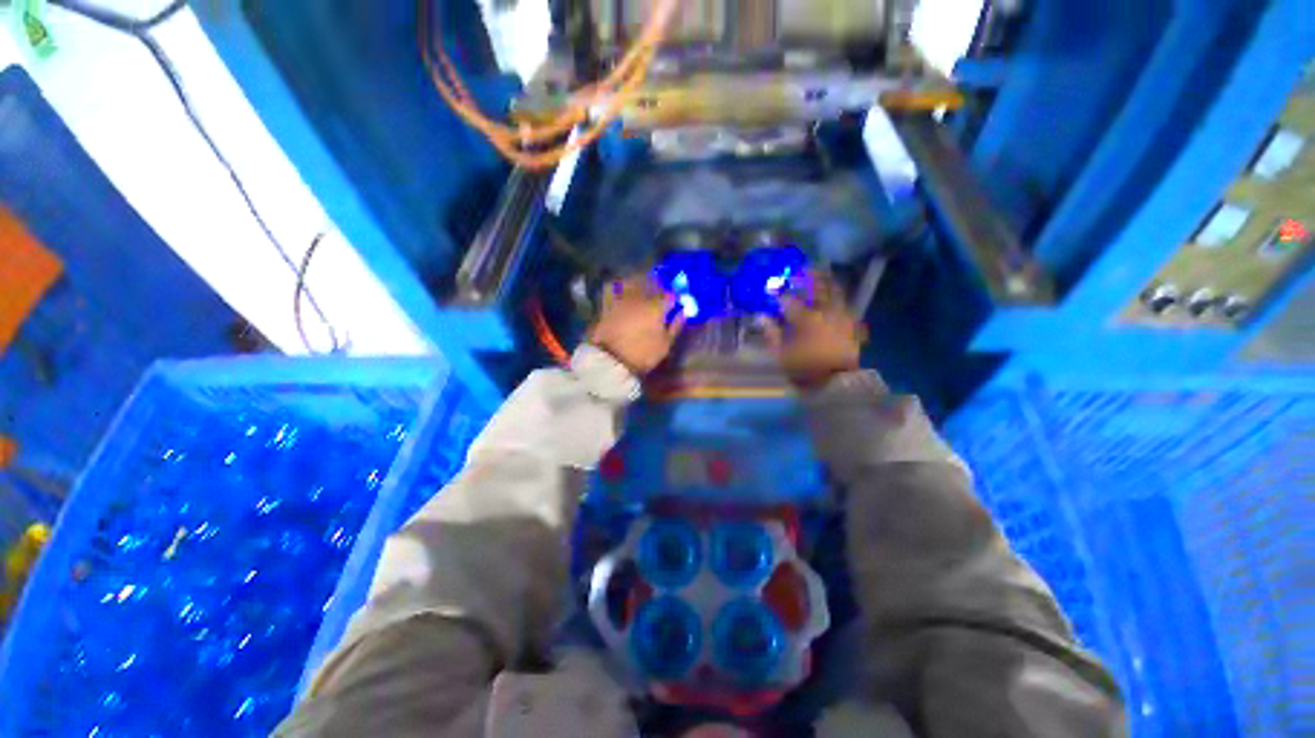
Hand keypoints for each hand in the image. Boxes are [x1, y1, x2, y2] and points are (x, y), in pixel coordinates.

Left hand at [589, 274, 684, 374]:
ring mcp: (623, 298)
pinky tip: (625, 291)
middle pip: (653, 284)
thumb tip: (683, 313)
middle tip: (662, 293)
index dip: (675, 298)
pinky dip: (622, 286)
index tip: (676, 303)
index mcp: (657, 307)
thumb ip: (675, 326)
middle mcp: (640, 297)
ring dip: (642, 282)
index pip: (670, 295)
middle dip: (659, 287)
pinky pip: (616, 288)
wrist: (610, 360)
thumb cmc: (642, 354)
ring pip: (635, 282)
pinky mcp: (608, 303)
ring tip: (644, 287)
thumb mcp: (665, 345)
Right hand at [764, 272, 862, 388]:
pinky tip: (834, 295)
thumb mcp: (781, 355)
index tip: (775, 290)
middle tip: (805, 267)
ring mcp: (840, 316)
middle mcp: (824, 312)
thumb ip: (771, 334)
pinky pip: (845, 304)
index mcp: (805, 320)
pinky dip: (838, 296)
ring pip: (835, 292)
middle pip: (818, 288)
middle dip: (811, 276)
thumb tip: (762, 317)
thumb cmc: (804, 369)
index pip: (790, 300)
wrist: (835, 384)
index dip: (781, 293)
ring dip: (828, 281)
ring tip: (822, 273)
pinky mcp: (851, 324)